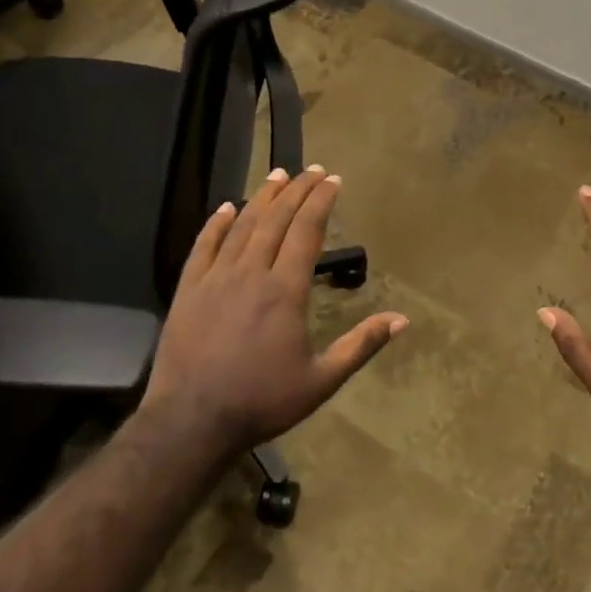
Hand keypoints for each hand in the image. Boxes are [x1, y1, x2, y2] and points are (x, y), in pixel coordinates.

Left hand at [141, 165, 406, 454]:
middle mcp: (251, 273)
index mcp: (285, 290)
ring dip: (262, 197)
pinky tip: (226, 207)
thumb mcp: (321, 380)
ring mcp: (216, 278)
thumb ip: (360, 346)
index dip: (320, 202)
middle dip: (297, 190)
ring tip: (277, 175)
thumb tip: (401, 320)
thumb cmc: (262, 401)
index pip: (306, 232)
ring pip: (242, 226)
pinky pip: (203, 246)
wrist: (192, 421)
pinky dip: (216, 224)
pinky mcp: (189, 289)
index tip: (333, 180)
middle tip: (312, 170)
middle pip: (276, 220)